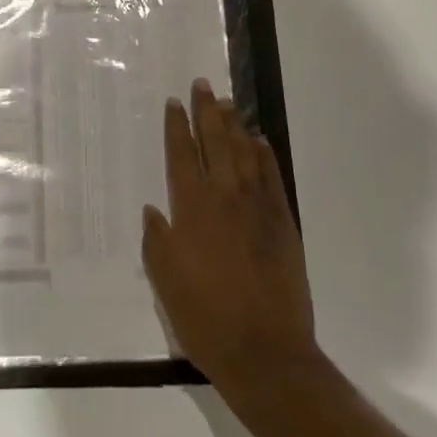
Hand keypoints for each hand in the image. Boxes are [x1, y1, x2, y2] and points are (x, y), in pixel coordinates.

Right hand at [143, 81, 318, 401]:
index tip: (174, 102)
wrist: (265, 353)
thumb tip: (154, 210)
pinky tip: (259, 141)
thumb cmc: (205, 318)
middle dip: (206, 111)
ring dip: (234, 124)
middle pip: (215, 142)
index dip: (177, 126)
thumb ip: (157, 241)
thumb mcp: (165, 282)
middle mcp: (225, 197)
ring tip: (227, 102)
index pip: (182, 155)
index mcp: (192, 209)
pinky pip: (272, 177)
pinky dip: (264, 155)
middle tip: (202, 84)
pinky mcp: (283, 222)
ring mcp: (258, 207)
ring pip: (244, 152)